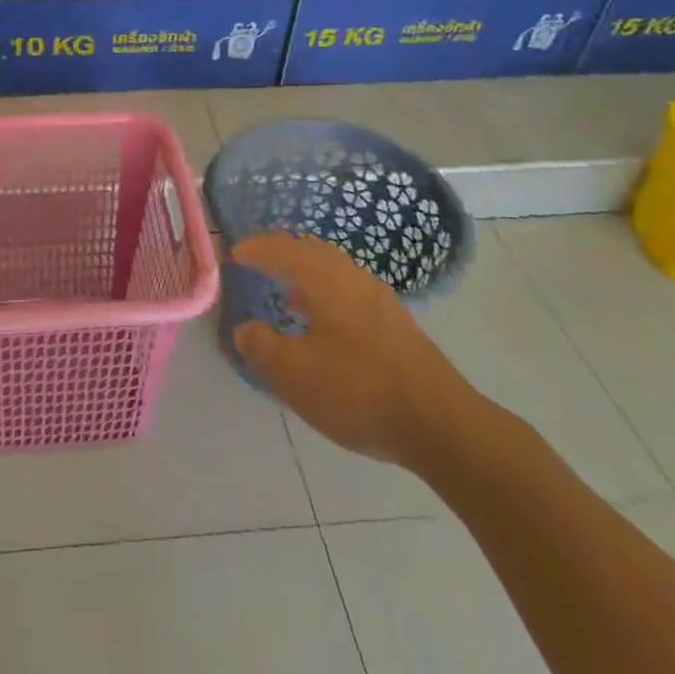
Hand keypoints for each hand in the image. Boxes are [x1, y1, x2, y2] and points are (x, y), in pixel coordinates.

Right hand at [231, 233, 485, 471]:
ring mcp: (380, 301)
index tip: (234, 254)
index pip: (283, 249)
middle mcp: (353, 278)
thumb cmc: (357, 390)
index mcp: (325, 279)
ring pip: (335, 272)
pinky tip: (324, 325)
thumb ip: (261, 347)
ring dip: (307, 274)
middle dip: (283, 252)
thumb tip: (245, 329)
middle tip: (260, 260)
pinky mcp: (397, 326)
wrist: (440, 424)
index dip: (256, 249)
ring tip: (288, 291)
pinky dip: (328, 294)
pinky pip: (351, 292)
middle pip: (313, 251)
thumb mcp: (293, 374)